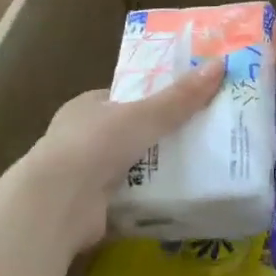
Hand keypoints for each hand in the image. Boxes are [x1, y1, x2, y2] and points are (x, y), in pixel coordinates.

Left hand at [27, 58, 224, 253]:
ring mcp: (83, 176)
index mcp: (87, 107)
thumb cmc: (94, 145)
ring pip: (130, 166)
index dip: (154, 97)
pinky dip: (149, 199)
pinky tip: (179, 198)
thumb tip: (220, 65)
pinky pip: (128, 198)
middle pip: (130, 132)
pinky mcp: (89, 210)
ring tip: (200, 166)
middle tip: (201, 134)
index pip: (125, 96)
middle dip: (159, 136)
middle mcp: (82, 138)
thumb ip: (180, 97)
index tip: (187, 101)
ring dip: (156, 169)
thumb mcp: (144, 115)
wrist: (55, 206)